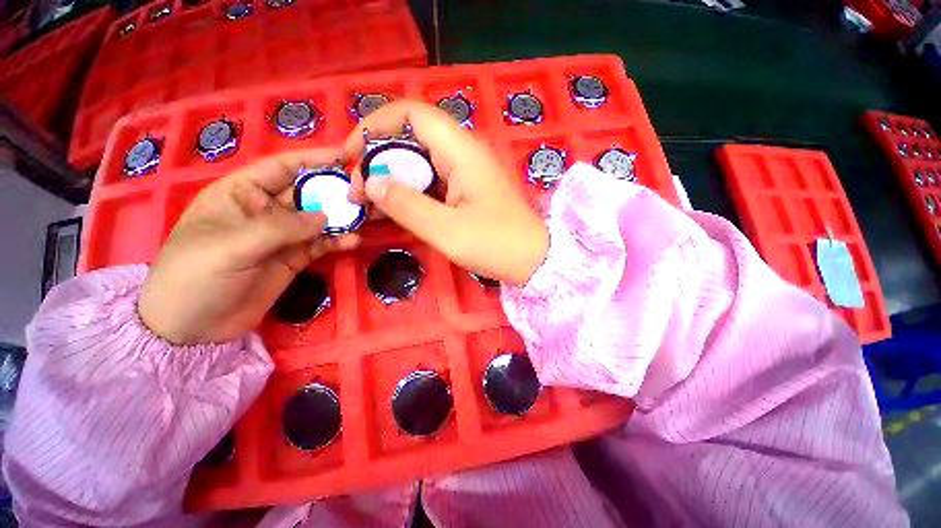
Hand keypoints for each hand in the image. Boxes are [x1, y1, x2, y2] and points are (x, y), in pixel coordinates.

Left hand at [138, 149, 359, 344]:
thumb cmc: (196, 276)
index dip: (313, 159)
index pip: (282, 167)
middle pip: (307, 192)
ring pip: (320, 219)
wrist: (194, 329)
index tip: (346, 155)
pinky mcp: (295, 258)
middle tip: (366, 190)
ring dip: (343, 216)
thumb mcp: (232, 246)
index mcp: (241, 193)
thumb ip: (280, 228)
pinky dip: (338, 241)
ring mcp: (283, 236)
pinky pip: (322, 244)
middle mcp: (265, 210)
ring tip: (368, 215)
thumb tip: (326, 216)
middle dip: (336, 189)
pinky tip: (353, 241)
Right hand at [344, 101, 548, 284]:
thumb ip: (407, 206)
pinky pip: (432, 181)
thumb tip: (370, 183)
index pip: (411, 114)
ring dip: (392, 177)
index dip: (375, 126)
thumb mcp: (448, 231)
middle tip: (358, 190)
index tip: (350, 155)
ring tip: (369, 202)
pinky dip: (410, 191)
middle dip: (378, 158)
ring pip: (420, 161)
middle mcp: (464, 153)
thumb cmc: (497, 245)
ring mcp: (467, 172)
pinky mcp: (468, 189)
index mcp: (462, 152)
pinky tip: (395, 209)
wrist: (535, 260)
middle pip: (411, 137)